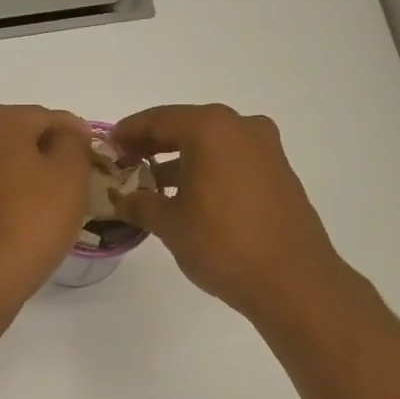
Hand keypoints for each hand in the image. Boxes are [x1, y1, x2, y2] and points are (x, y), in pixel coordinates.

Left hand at [0, 105, 92, 296]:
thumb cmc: (33, 218)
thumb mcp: (70, 173)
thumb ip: (74, 142)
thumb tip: (67, 135)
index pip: (48, 117)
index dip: (76, 136)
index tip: (94, 160)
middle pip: (20, 138)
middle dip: (48, 155)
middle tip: (76, 183)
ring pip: (1, 165)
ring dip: (26, 176)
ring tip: (53, 204)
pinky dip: (6, 198)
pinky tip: (25, 220)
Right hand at [112, 104, 350, 323]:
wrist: (292, 279)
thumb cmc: (223, 244)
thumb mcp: (170, 225)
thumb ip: (140, 204)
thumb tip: (121, 198)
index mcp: (211, 129)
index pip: (158, 119)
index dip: (128, 132)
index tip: (107, 146)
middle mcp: (241, 128)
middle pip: (186, 126)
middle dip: (153, 144)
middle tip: (125, 163)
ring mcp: (266, 149)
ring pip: (211, 145)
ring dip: (180, 160)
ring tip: (152, 186)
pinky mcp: (278, 173)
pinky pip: (231, 161)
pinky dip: (206, 170)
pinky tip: (188, 198)